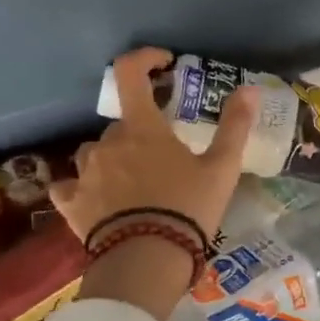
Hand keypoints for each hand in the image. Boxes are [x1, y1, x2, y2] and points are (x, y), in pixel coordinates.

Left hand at [50, 47, 259, 242]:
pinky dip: (82, 188)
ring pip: (96, 153)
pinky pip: (70, 186)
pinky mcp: (71, 203)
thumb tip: (249, 89)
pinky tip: (96, 201)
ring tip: (135, 183)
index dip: (144, 60)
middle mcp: (107, 143)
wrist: (148, 261)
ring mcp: (84, 173)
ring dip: (113, 159)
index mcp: (142, 128)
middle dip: (141, 132)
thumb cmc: (188, 208)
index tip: (163, 64)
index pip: (131, 74)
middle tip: (165, 156)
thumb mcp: (222, 168)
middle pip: (122, 124)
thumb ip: (235, 126)